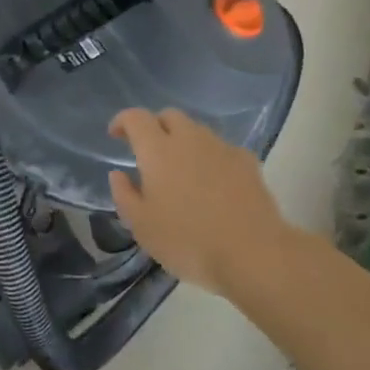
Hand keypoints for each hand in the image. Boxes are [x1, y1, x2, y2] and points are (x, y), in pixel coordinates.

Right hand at [108, 108, 287, 295]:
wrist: (253, 253)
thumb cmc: (188, 241)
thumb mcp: (142, 226)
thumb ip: (124, 195)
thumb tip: (118, 174)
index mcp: (157, 150)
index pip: (135, 117)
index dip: (122, 121)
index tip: (115, 135)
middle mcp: (189, 139)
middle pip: (169, 116)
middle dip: (155, 126)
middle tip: (149, 152)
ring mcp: (221, 147)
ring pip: (196, 130)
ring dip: (183, 141)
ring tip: (181, 170)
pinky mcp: (247, 161)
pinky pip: (221, 149)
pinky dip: (210, 157)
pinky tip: (213, 182)